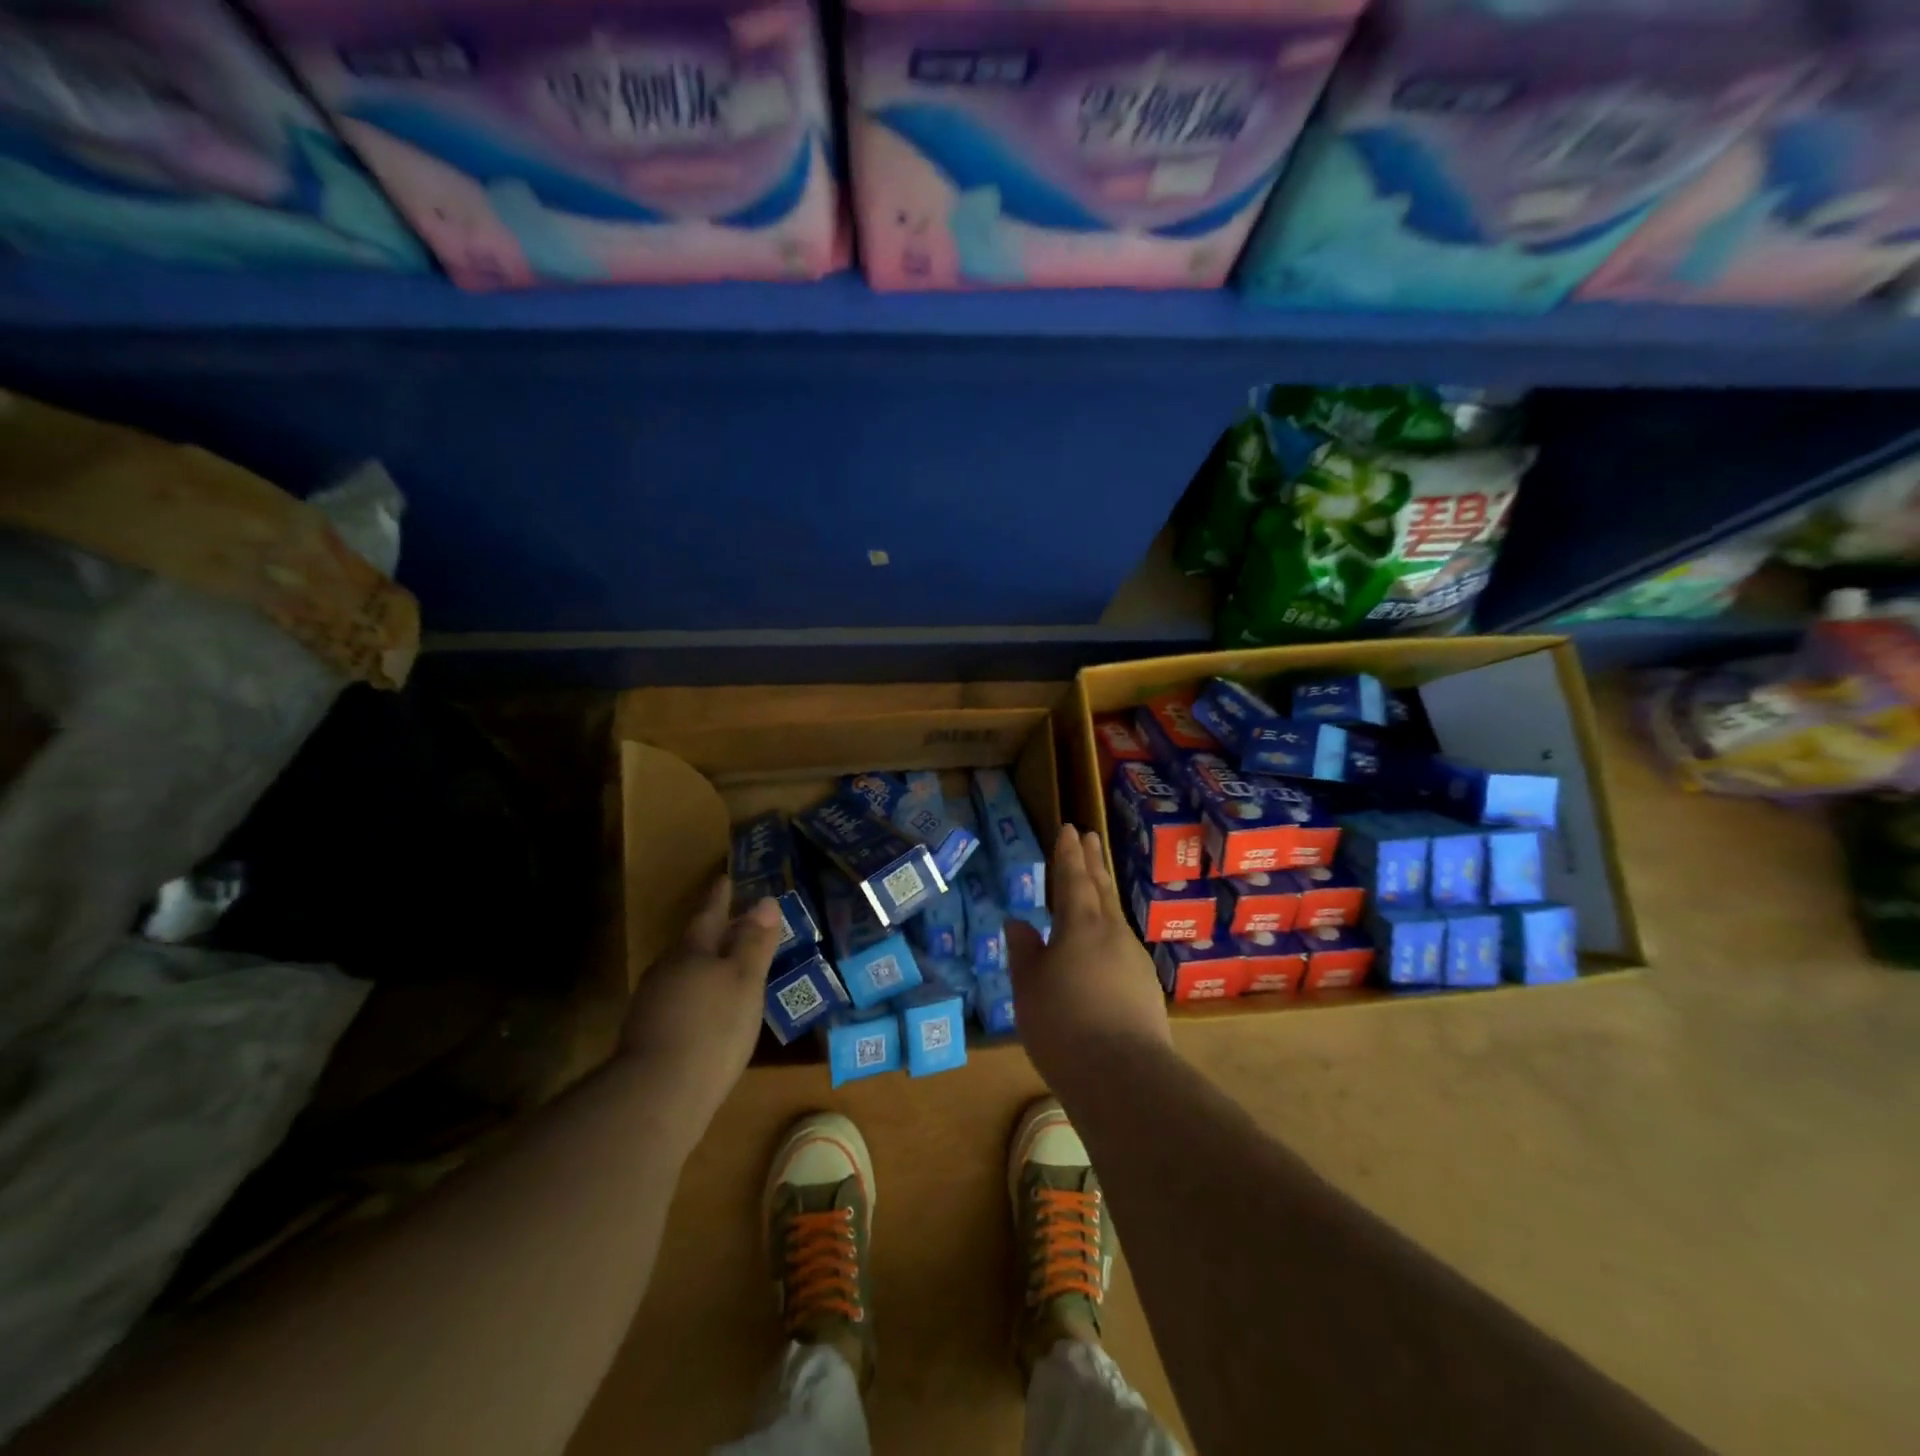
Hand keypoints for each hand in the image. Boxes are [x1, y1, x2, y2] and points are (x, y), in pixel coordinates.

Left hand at [617, 878, 781, 1124]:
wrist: (656, 1096)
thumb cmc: (712, 1027)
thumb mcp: (744, 981)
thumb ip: (754, 942)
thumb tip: (765, 901)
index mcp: (691, 951)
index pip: (709, 914)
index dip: (720, 897)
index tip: (725, 878)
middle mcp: (667, 971)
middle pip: (693, 943)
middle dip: (714, 932)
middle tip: (735, 922)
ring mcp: (653, 1005)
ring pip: (683, 973)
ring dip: (705, 967)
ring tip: (727, 969)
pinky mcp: (649, 1037)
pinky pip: (679, 1002)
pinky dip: (697, 997)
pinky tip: (710, 1013)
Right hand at [1007, 824, 1170, 1086]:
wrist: (1124, 1076)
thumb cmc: (1064, 1025)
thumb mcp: (1029, 988)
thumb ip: (1024, 952)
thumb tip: (1018, 923)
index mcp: (1081, 925)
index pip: (1073, 878)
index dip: (1069, 853)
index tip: (1070, 828)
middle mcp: (1112, 933)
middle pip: (1101, 888)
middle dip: (1093, 861)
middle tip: (1090, 836)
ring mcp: (1133, 959)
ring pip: (1115, 916)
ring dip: (1103, 893)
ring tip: (1095, 883)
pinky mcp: (1145, 986)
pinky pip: (1122, 944)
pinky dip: (1109, 930)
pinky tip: (1104, 945)